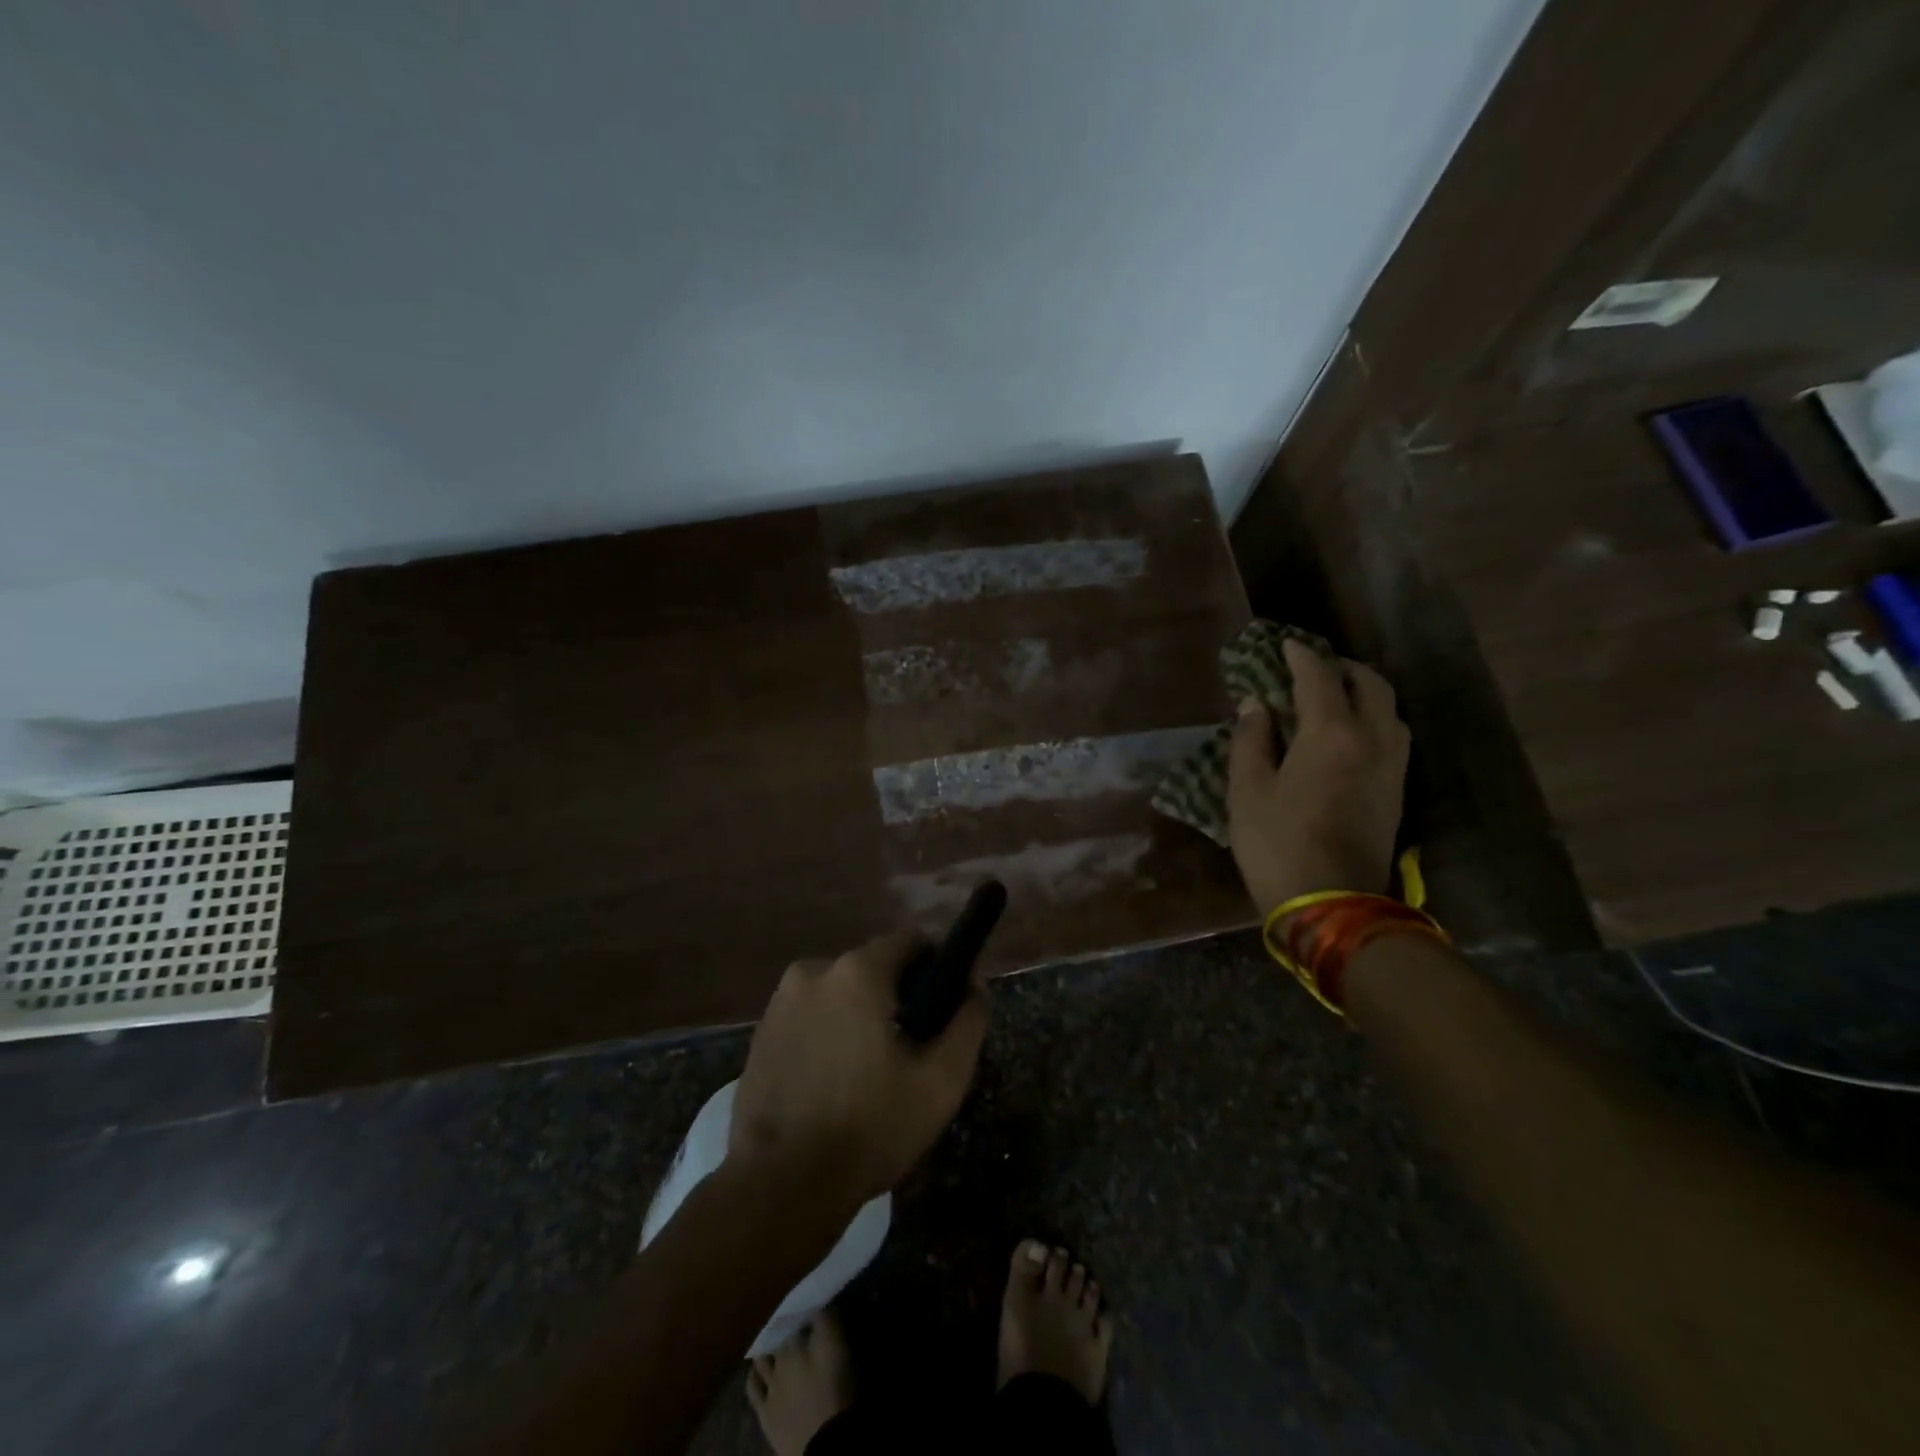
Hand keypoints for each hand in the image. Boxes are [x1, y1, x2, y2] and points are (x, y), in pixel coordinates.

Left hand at [729, 929, 988, 1209]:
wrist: (780, 1187)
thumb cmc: (869, 1129)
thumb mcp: (940, 1082)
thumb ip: (967, 1023)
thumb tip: (975, 986)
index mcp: (857, 972)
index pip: (909, 940)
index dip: (936, 965)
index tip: (945, 1004)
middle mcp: (813, 970)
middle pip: (874, 967)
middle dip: (898, 996)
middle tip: (913, 1049)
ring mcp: (780, 1002)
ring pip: (841, 993)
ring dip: (862, 1015)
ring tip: (872, 1072)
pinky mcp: (761, 1032)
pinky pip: (811, 1016)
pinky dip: (830, 1033)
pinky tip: (836, 1081)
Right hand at [1227, 639, 1410, 917]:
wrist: (1333, 905)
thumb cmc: (1277, 844)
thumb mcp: (1247, 791)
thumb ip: (1251, 740)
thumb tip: (1256, 704)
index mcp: (1331, 734)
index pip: (1319, 677)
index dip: (1300, 656)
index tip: (1284, 644)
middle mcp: (1372, 739)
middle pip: (1370, 684)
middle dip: (1342, 667)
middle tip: (1313, 666)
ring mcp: (1393, 766)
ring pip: (1390, 709)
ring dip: (1364, 691)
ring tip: (1334, 695)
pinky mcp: (1398, 790)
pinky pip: (1393, 735)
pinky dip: (1374, 717)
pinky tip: (1350, 732)